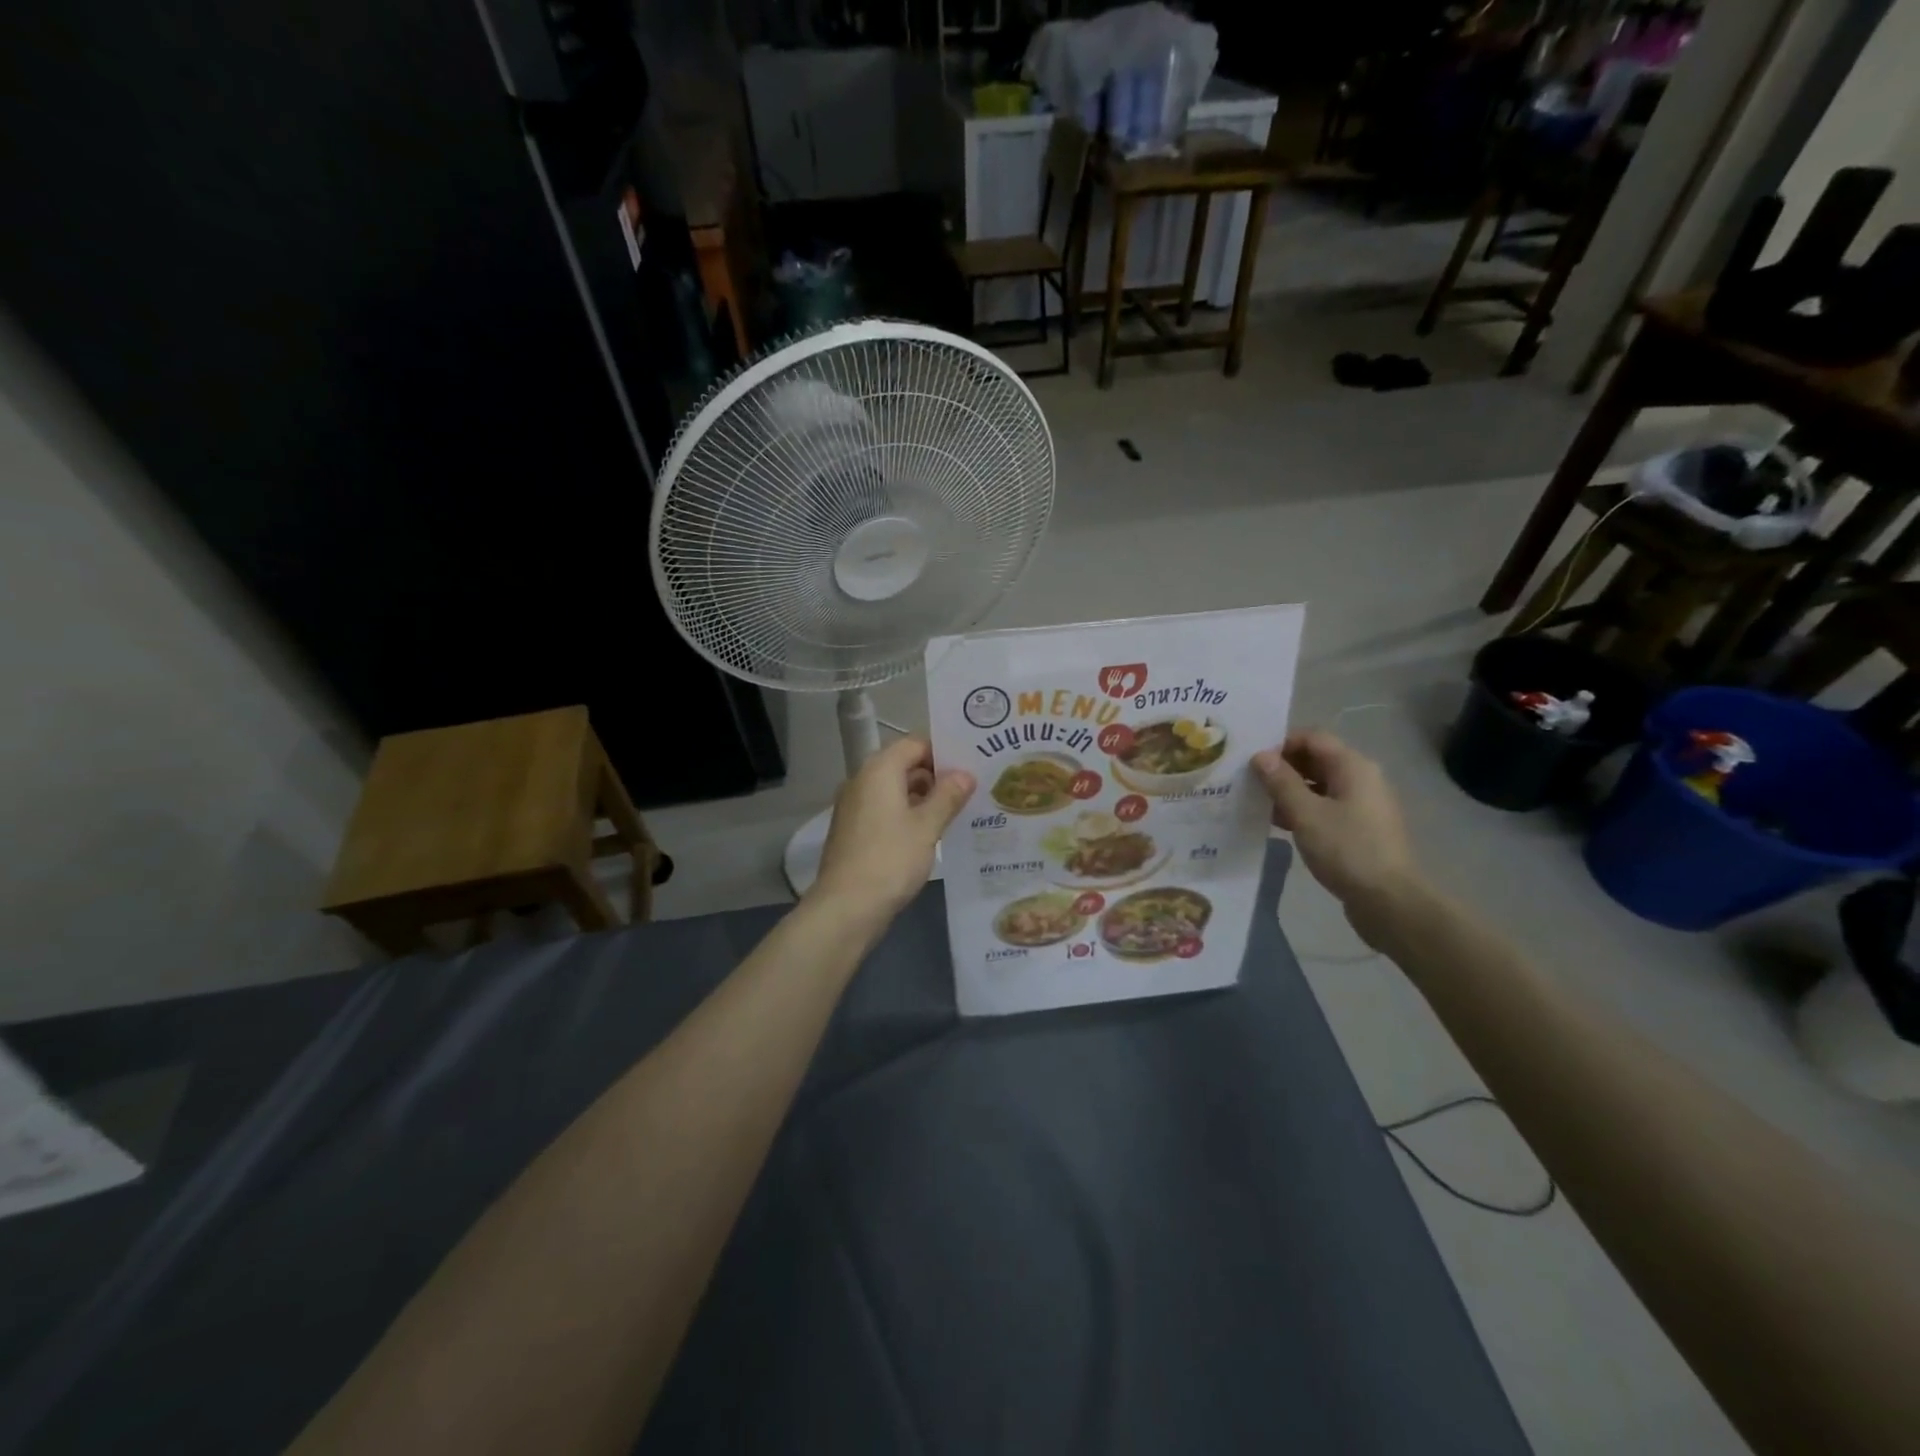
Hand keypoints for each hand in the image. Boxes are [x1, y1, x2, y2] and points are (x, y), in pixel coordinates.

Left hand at [812, 736, 974, 920]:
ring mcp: (854, 806)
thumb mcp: (927, 827)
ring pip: (894, 790)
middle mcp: (862, 781)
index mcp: (879, 770)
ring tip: (958, 811)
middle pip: (903, 765)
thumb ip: (947, 796)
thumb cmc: (890, 859)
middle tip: (971, 788)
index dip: (943, 751)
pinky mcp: (853, 830)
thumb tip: (965, 775)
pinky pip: (885, 810)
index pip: (914, 744)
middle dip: (936, 775)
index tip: (971, 763)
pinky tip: (931, 832)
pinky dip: (907, 814)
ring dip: (923, 797)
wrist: (846, 907)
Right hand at [1253, 731, 1424, 946]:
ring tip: (1258, 804)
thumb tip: (1260, 756)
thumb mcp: (1305, 813)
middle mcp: (1362, 778)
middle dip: (1282, 768)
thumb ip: (1281, 782)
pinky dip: (1302, 810)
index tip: (1251, 761)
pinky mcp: (1359, 828)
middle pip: (1316, 760)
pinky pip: (1326, 807)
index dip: (1280, 744)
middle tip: (1248, 782)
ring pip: (1319, 785)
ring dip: (1289, 791)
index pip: (1312, 738)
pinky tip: (1279, 824)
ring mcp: (1363, 804)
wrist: (1389, 901)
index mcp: (1353, 766)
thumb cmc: (1346, 850)